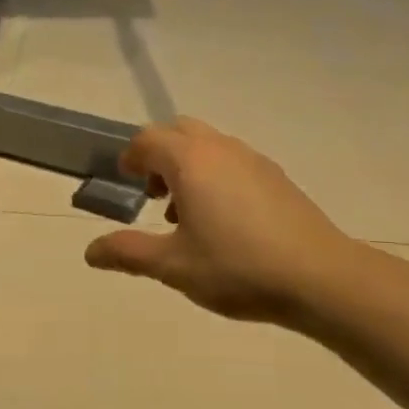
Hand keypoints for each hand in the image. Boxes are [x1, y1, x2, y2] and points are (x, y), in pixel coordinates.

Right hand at [83, 118, 355, 325]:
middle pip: (178, 132)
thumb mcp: (173, 266)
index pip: (147, 139)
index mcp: (190, 161)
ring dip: (188, 166)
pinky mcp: (276, 175)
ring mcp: (253, 159)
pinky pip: (232, 160)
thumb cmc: (237, 267)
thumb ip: (129, 253)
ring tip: (187, 215)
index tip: (125, 183)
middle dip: (159, 155)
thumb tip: (90, 251)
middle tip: (154, 196)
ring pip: (208, 145)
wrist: (319, 277)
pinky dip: (215, 175)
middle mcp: (220, 148)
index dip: (130, 158)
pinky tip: (224, 222)